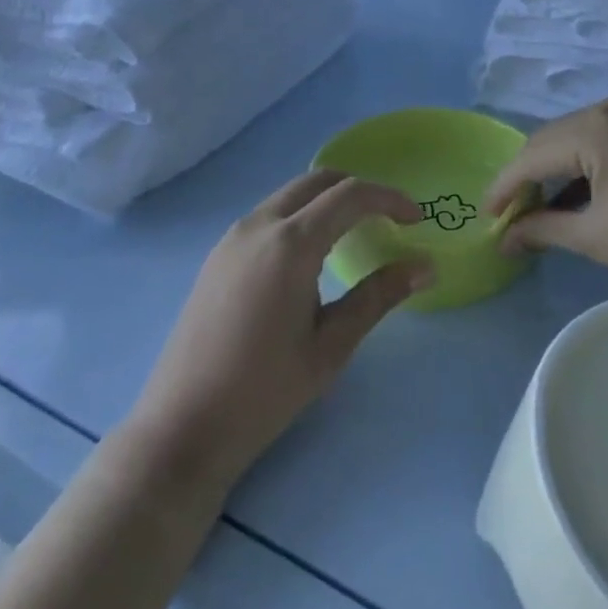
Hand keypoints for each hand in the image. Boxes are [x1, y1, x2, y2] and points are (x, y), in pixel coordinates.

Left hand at [129, 171, 432, 488]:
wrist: (182, 427)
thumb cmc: (264, 391)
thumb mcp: (331, 346)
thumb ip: (378, 297)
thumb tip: (425, 266)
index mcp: (290, 243)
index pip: (350, 195)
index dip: (389, 199)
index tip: (416, 219)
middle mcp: (259, 224)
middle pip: (318, 181)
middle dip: (359, 191)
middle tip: (388, 222)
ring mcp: (233, 236)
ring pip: (291, 194)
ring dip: (327, 202)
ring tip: (354, 237)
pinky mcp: (219, 254)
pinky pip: (269, 215)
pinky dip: (300, 216)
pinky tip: (310, 257)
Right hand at [483, 91, 607, 296]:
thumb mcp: (597, 237)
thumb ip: (543, 229)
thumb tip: (504, 238)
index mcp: (596, 127)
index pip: (532, 154)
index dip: (505, 187)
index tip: (485, 216)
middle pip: (552, 139)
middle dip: (529, 177)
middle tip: (511, 217)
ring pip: (576, 136)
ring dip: (556, 170)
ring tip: (541, 209)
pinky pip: (603, 137)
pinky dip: (585, 164)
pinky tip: (578, 194)